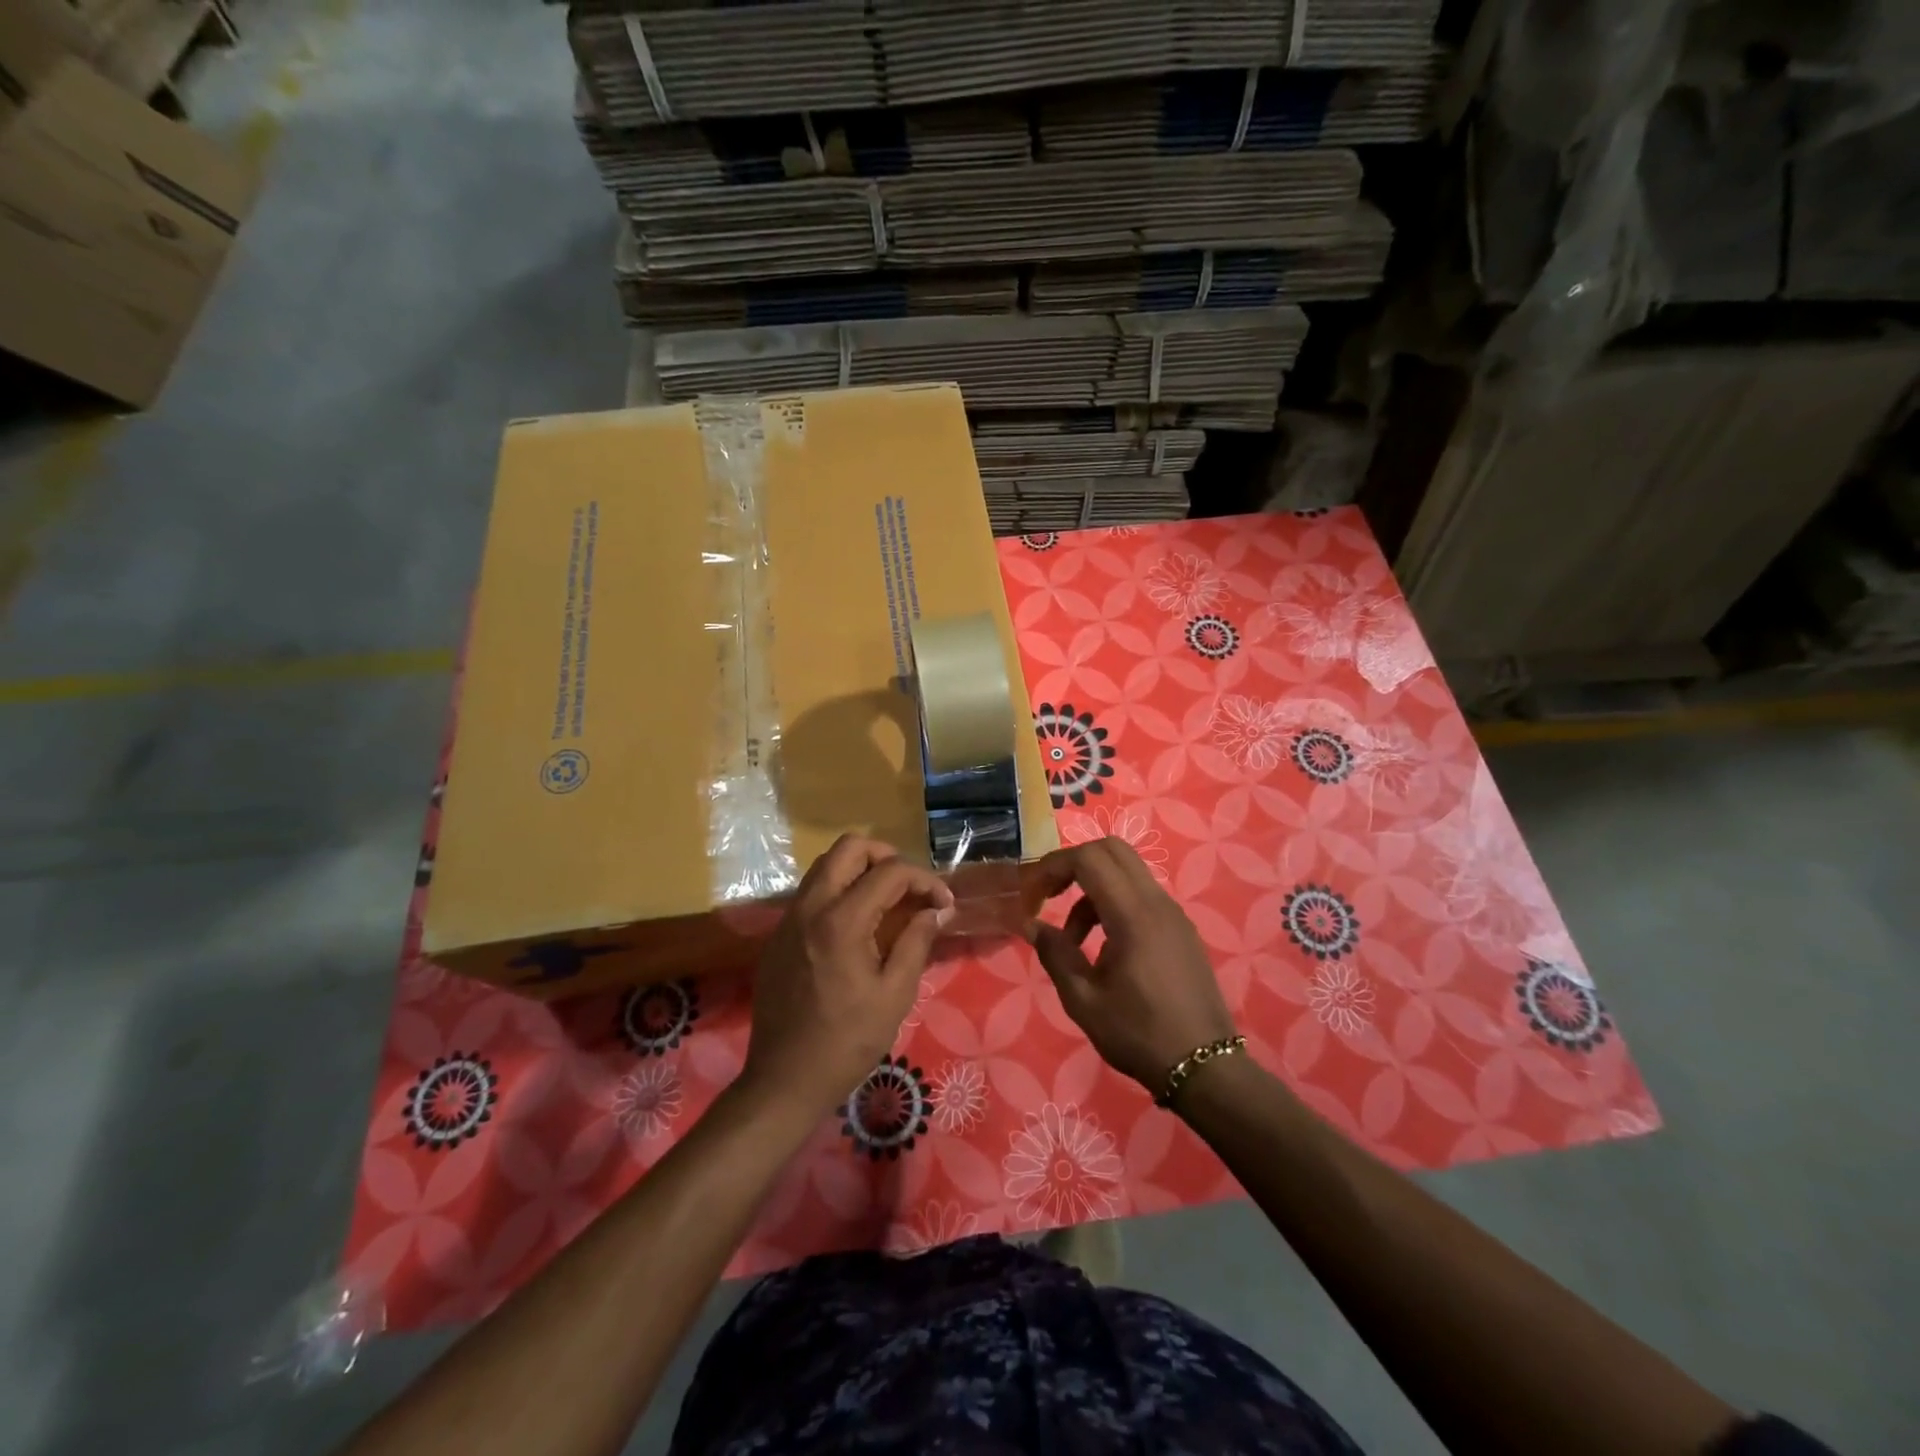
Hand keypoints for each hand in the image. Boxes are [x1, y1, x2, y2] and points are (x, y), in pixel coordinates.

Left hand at [743, 834, 954, 1113]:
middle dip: (887, 857)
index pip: (889, 872)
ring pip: (826, 865)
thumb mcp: (895, 995)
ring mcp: (788, 919)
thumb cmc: (847, 1042)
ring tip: (888, 901)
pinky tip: (857, 925)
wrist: (784, 1079)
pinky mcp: (778, 935)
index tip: (944, 904)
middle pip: (849, 847)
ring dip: (860, 870)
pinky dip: (839, 890)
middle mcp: (810, 907)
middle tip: (910, 887)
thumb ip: (917, 942)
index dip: (924, 880)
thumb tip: (936, 912)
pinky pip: (811, 892)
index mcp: (841, 921)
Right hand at [1026, 839, 1234, 1093]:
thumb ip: (1055, 954)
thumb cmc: (1139, 1034)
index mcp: (1133, 915)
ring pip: (1127, 872)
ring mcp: (1173, 914)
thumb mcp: (1084, 1000)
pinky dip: (1114, 903)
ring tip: (1073, 939)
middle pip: (1112, 850)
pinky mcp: (1181, 929)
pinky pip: (1142, 895)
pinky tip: (1104, 947)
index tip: (1031, 894)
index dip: (1053, 866)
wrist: (1205, 1067)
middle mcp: (1157, 902)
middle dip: (1073, 864)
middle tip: (1048, 896)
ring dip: (1092, 888)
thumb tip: (1032, 925)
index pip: (1089, 858)